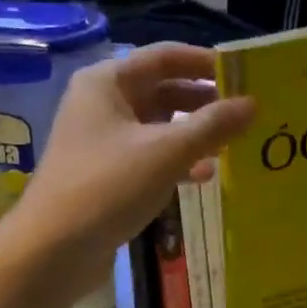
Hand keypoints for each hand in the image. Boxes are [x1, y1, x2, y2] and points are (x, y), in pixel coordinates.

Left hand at [4, 44, 254, 269]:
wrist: (53, 250)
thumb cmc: (109, 187)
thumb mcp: (167, 152)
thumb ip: (213, 125)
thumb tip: (253, 104)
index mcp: (107, 82)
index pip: (165, 57)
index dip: (206, 62)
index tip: (244, 76)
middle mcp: (101, 104)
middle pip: (162, 90)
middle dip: (204, 101)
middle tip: (247, 113)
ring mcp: (102, 141)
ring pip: (158, 126)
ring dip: (194, 133)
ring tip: (235, 143)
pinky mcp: (106, 175)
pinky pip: (149, 157)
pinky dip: (177, 161)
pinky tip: (205, 175)